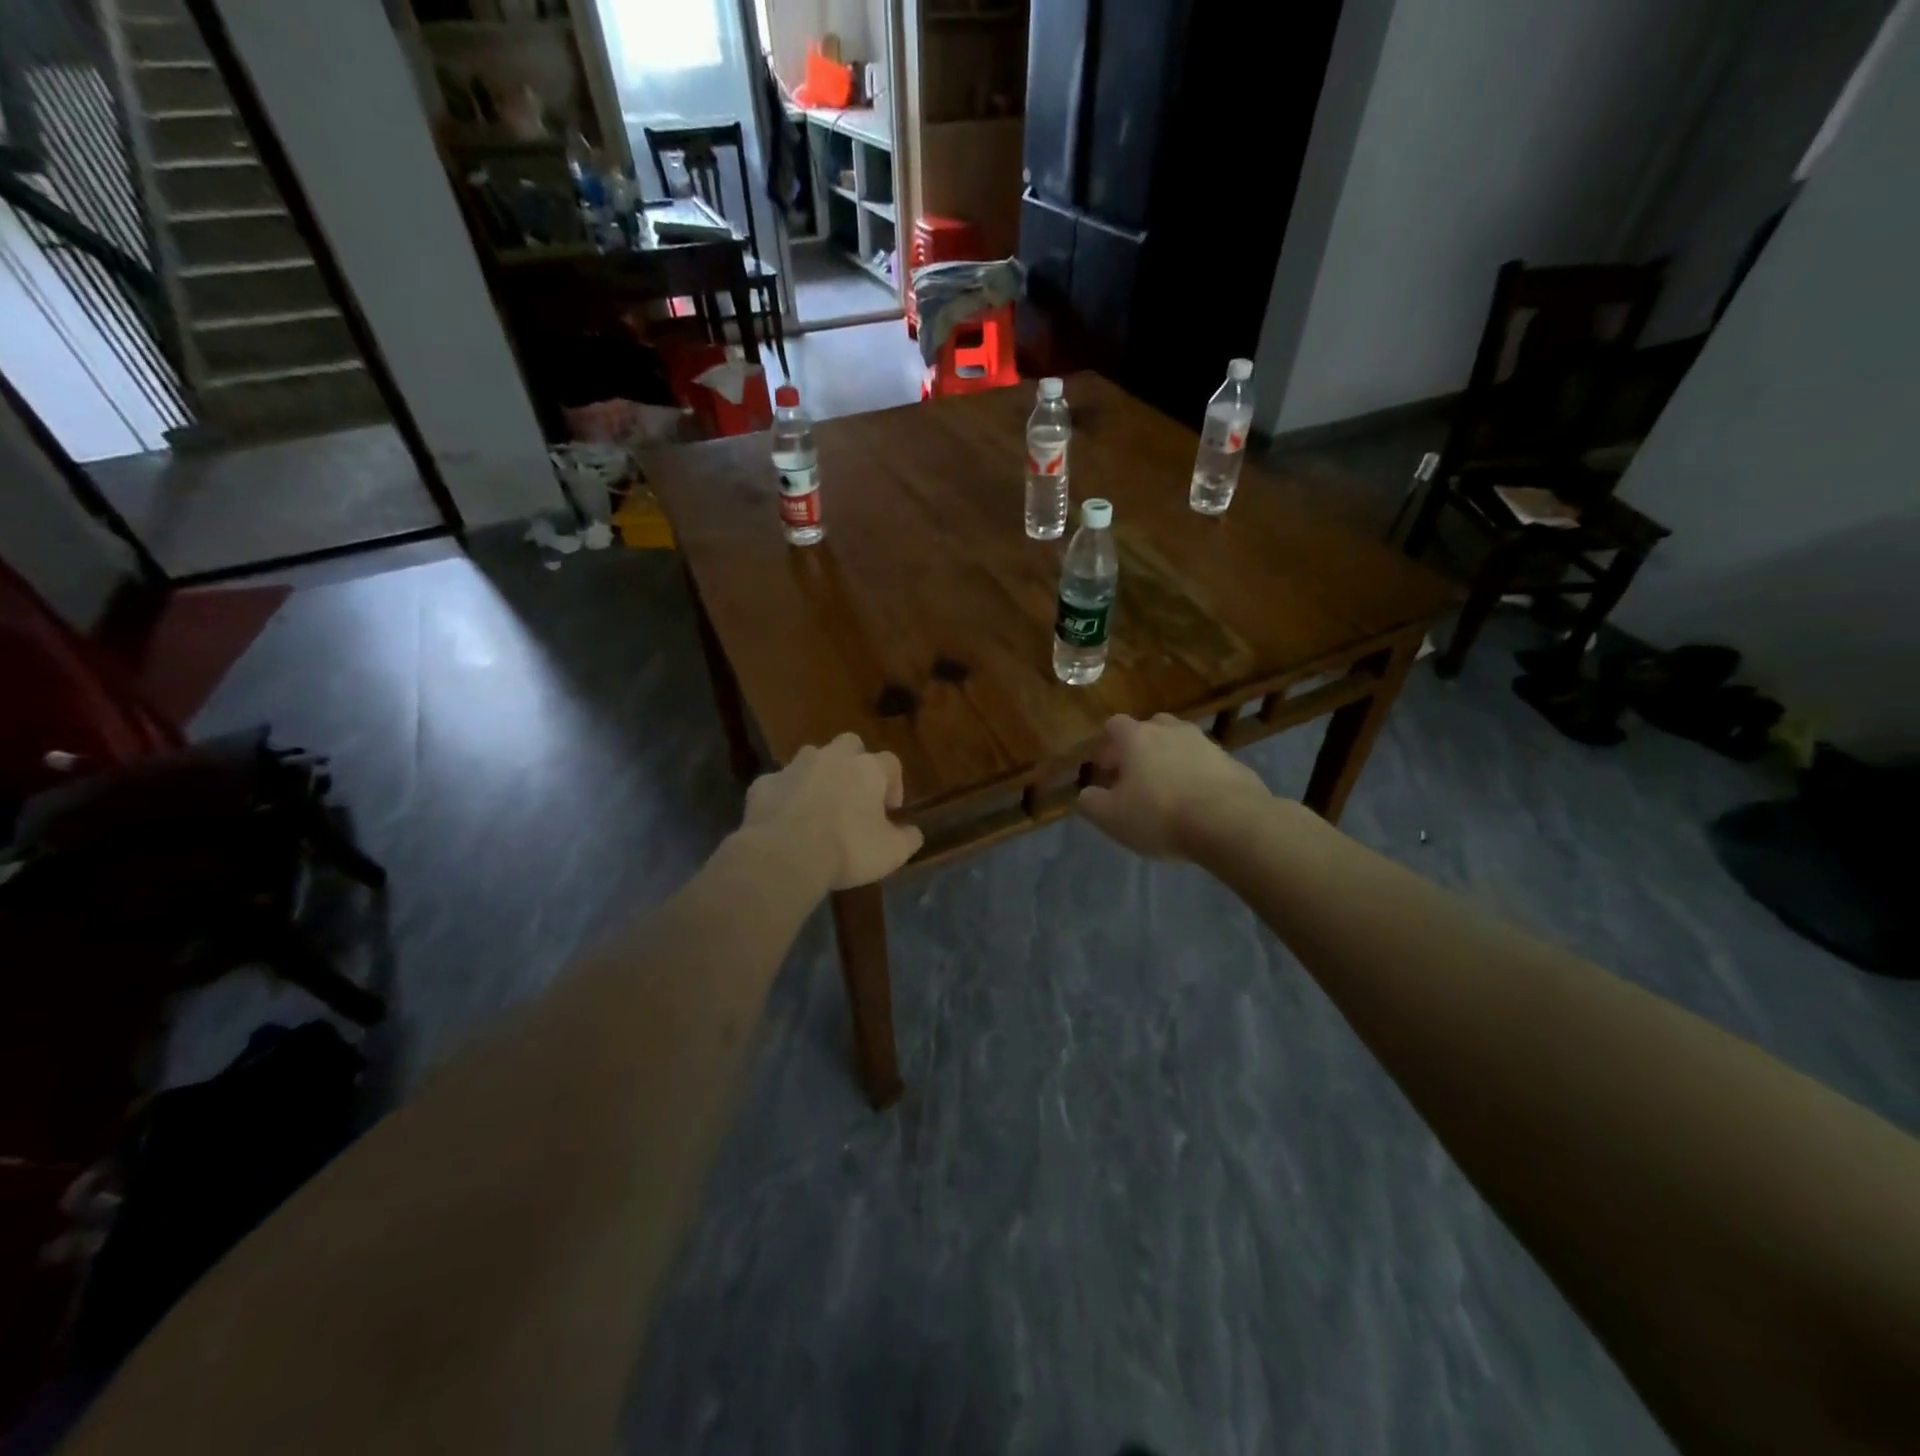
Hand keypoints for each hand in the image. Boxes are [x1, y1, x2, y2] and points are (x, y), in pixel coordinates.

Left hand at [742, 733, 924, 890]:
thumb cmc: (848, 848)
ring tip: (818, 807)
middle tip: (854, 796)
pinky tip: (785, 820)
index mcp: (867, 768)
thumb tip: (913, 833)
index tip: (891, 809)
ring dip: (818, 776)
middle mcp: (832, 757)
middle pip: (849, 745)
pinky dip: (785, 796)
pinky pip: (779, 784)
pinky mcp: (763, 784)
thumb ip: (908, 839)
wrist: (785, 854)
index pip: (890, 762)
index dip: (894, 783)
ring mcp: (794, 767)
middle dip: (854, 764)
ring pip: (811, 759)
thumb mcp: (891, 852)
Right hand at [1077, 713, 1267, 858]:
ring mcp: (1206, 744)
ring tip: (1169, 794)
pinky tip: (1198, 805)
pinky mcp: (1233, 763)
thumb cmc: (1160, 815)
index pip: (1114, 725)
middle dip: (1140, 749)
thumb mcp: (1111, 817)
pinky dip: (1198, 777)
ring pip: (1181, 745)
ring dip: (1171, 762)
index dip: (1106, 746)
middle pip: (1150, 728)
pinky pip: (1207, 765)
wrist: (1231, 823)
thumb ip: (1091, 802)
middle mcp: (1171, 731)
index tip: (1105, 770)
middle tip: (1136, 778)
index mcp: (1137, 737)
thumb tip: (1087, 794)